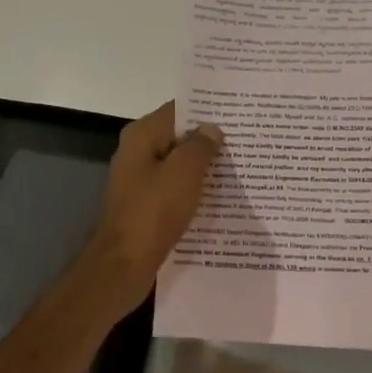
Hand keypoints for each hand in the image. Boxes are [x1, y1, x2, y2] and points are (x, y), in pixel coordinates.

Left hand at [83, 101, 222, 310]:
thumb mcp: (184, 172)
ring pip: (178, 165)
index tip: (237, 113)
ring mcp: (140, 181)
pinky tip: (220, 197)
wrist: (125, 263)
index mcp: (142, 136)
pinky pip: (175, 189)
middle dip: (209, 139)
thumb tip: (211, 128)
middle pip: (178, 137)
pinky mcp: (146, 206)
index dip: (207, 110)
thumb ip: (200, 146)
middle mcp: (137, 153)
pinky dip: (194, 190)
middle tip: (246, 140)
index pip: (178, 109)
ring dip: (203, 167)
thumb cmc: (153, 211)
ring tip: (240, 167)